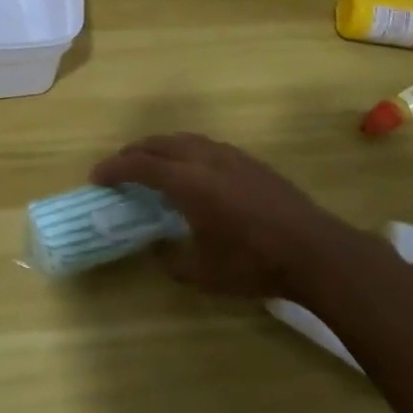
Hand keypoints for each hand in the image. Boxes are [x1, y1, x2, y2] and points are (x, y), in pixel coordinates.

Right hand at [91, 133, 357, 299]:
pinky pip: (206, 145)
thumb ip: (173, 260)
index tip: (96, 176)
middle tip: (118, 167)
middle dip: (133, 152)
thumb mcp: (204, 273)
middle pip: (159, 144)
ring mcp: (231, 156)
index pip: (140, 165)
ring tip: (151, 163)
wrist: (316, 251)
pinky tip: (192, 170)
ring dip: (160, 147)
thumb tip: (158, 251)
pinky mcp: (251, 162)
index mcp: (188, 182)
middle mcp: (205, 159)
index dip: (114, 168)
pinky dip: (186, 151)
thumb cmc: (254, 263)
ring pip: (185, 140)